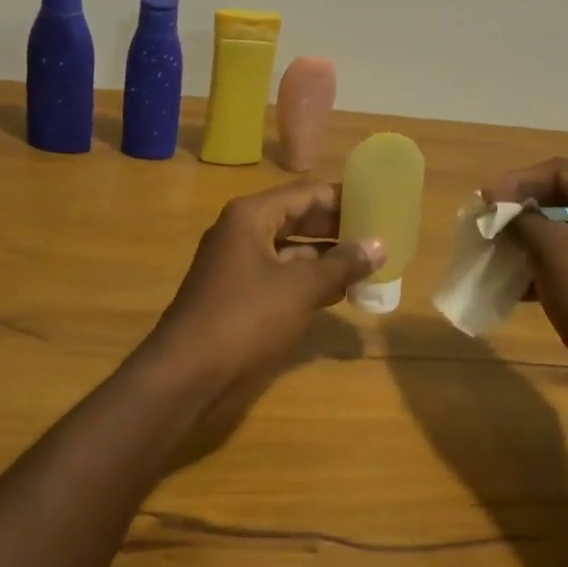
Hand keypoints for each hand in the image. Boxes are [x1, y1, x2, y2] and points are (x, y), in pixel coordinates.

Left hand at [149, 181, 384, 385]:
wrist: (186, 373)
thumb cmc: (245, 318)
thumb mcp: (300, 288)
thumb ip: (341, 264)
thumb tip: (378, 246)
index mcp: (251, 215)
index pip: (307, 193)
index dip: (344, 198)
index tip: (380, 204)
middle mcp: (242, 231)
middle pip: (298, 218)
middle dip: (337, 228)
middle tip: (380, 235)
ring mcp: (237, 263)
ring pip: (291, 249)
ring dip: (326, 257)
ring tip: (369, 263)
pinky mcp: (238, 293)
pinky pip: (281, 275)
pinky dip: (308, 280)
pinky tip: (340, 292)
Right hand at [481, 158, 567, 410]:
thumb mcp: (556, 255)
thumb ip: (525, 221)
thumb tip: (500, 209)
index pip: (562, 172)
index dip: (518, 181)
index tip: (483, 199)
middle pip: (563, 196)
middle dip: (521, 208)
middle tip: (485, 218)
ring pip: (563, 230)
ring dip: (526, 238)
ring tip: (492, 249)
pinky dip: (540, 265)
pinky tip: (510, 283)